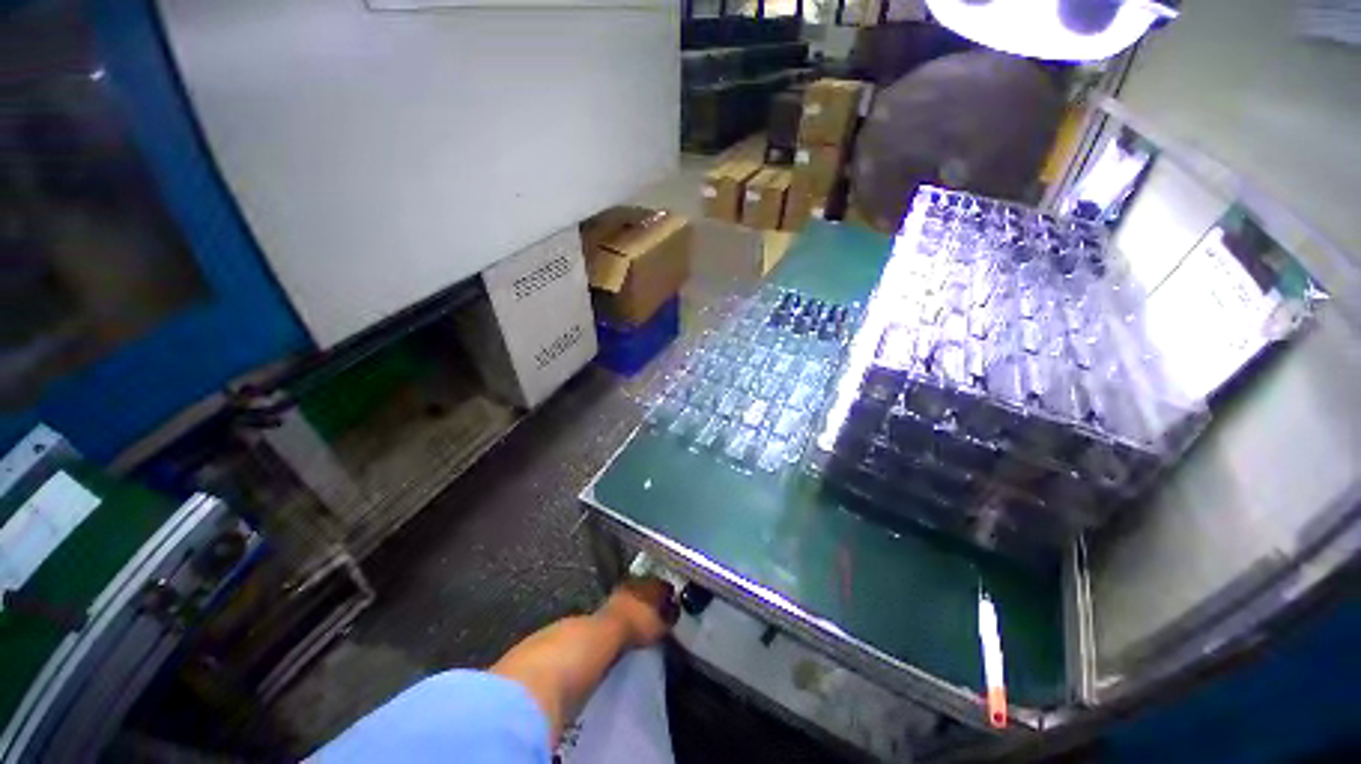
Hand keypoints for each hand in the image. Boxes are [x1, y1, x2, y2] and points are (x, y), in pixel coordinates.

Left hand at [597, 576, 675, 647]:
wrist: (610, 628)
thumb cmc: (640, 626)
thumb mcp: (662, 628)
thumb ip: (671, 618)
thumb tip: (674, 612)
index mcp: (657, 584)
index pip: (668, 587)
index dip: (670, 598)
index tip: (671, 607)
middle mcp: (643, 579)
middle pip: (652, 585)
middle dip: (655, 595)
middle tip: (657, 609)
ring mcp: (626, 585)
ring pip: (638, 589)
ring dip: (641, 598)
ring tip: (643, 612)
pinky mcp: (613, 594)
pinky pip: (626, 596)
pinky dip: (629, 603)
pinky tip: (630, 614)